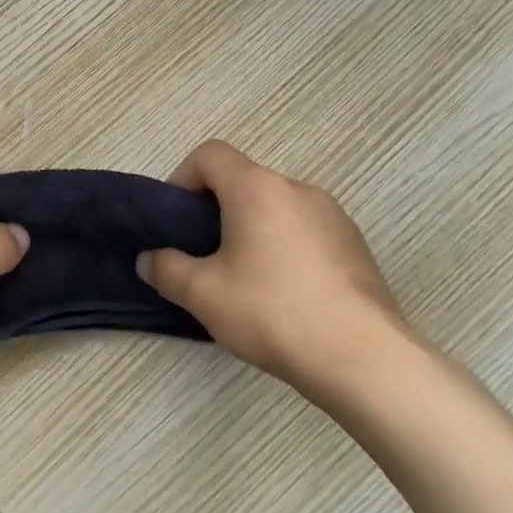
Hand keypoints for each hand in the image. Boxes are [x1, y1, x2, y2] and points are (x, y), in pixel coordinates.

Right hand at [139, 140, 418, 401]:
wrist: (364, 358)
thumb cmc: (272, 312)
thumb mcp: (202, 294)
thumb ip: (165, 269)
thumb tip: (148, 260)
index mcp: (257, 189)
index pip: (210, 154)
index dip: (182, 178)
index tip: (175, 221)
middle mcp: (297, 189)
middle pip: (243, 180)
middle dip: (215, 210)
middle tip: (203, 255)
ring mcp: (333, 215)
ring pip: (275, 207)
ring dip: (251, 228)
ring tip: (243, 278)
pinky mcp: (355, 245)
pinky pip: (305, 230)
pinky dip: (284, 246)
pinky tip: (284, 293)